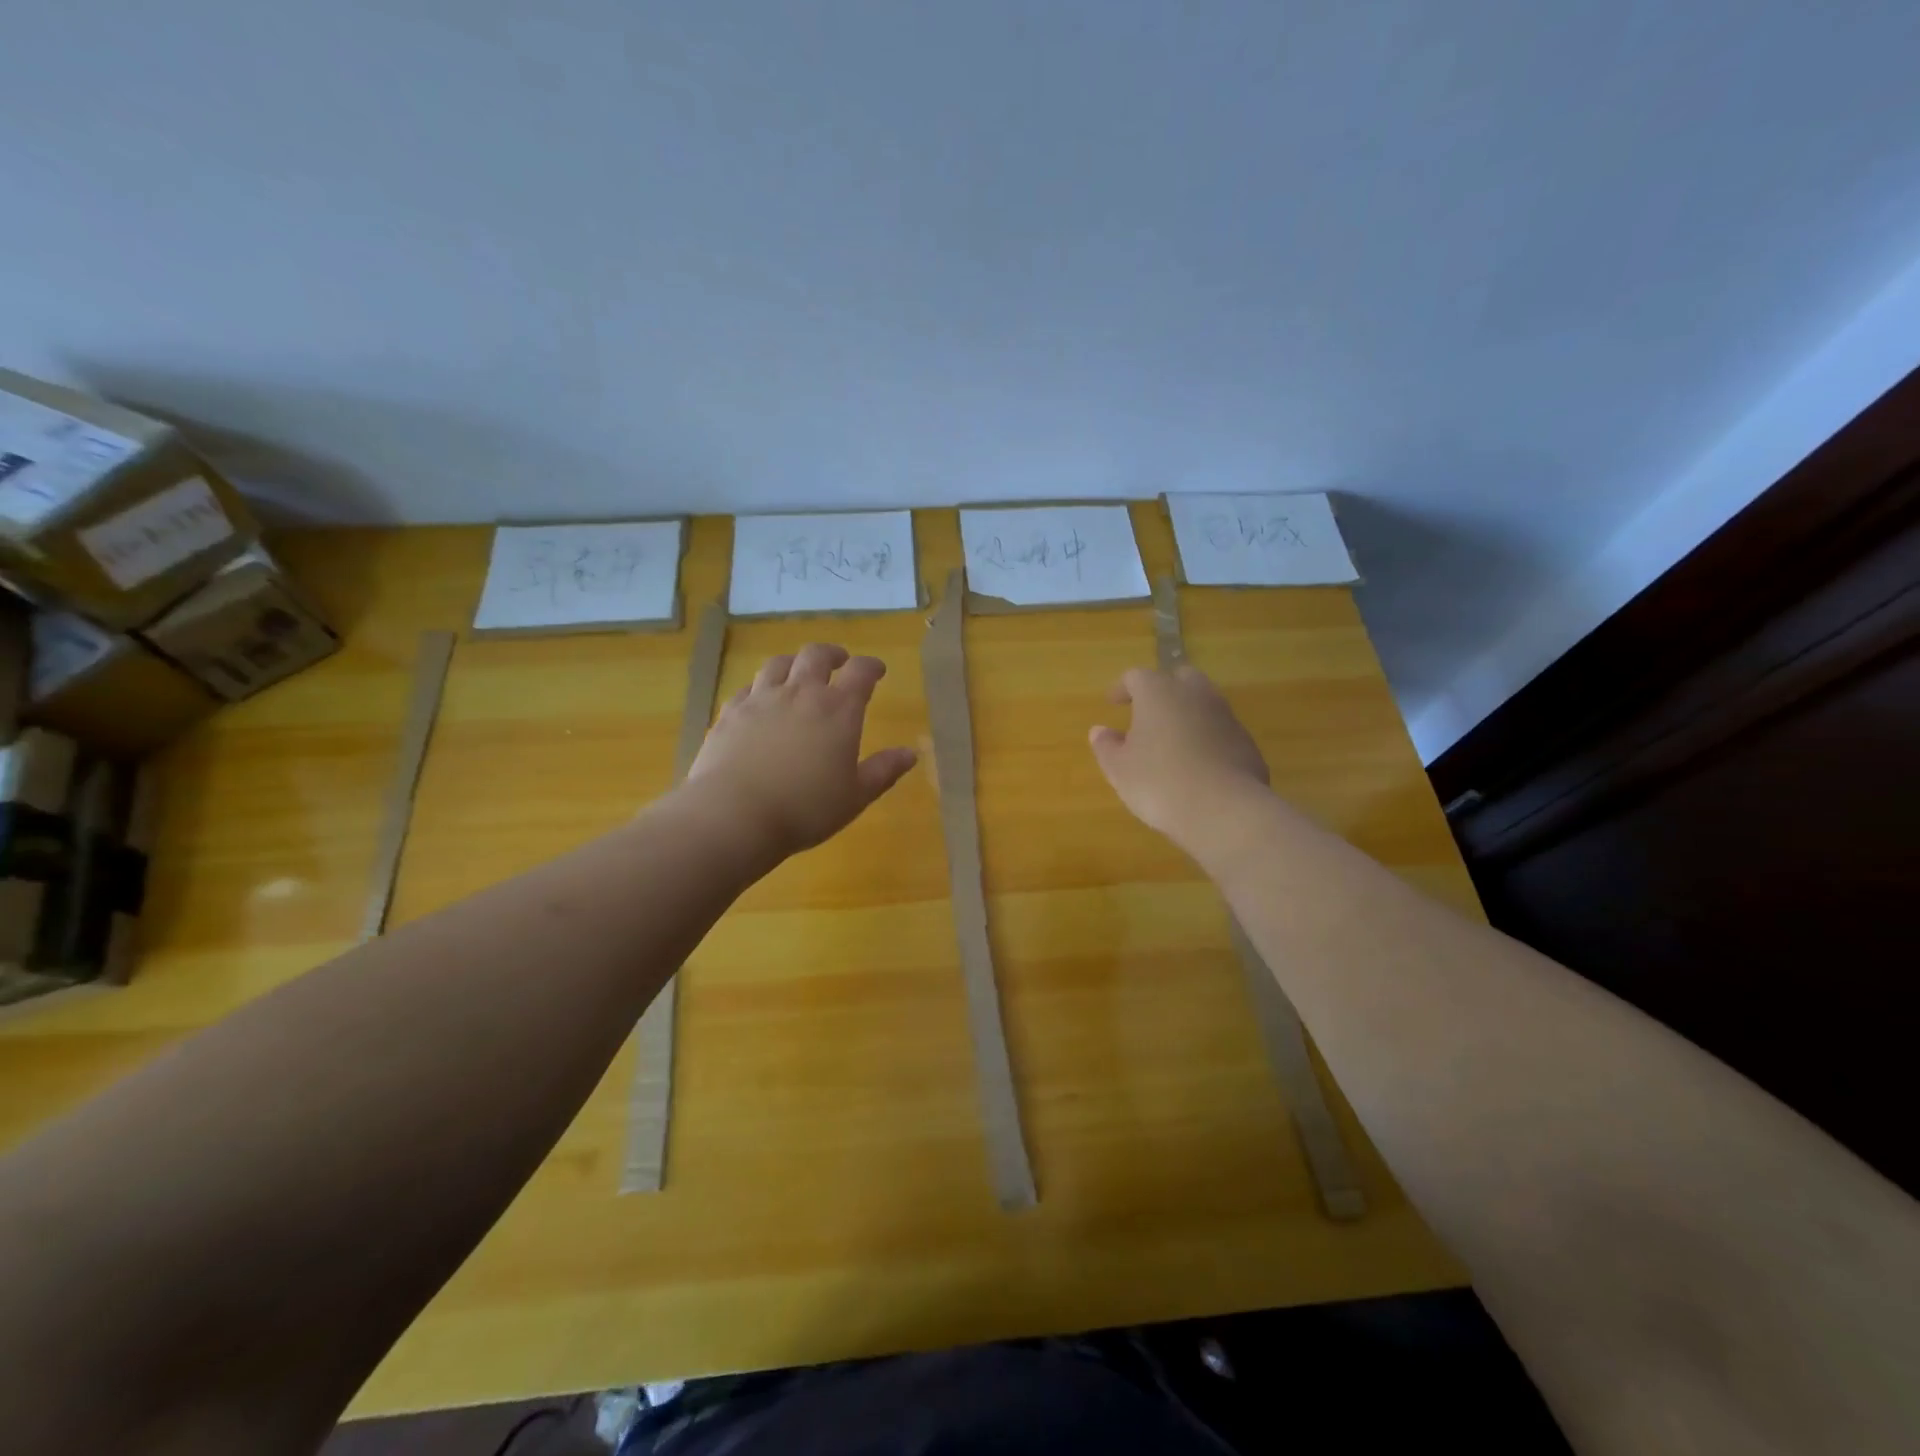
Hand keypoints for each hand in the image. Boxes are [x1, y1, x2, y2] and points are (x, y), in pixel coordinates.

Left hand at [686, 643, 917, 857]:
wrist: (735, 814)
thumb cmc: (806, 808)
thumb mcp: (855, 796)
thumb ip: (883, 771)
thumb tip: (910, 753)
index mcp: (838, 710)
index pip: (861, 672)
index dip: (871, 666)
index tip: (877, 671)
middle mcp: (800, 693)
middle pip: (816, 655)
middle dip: (832, 654)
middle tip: (838, 662)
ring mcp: (761, 699)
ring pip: (778, 664)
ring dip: (794, 663)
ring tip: (798, 673)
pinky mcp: (731, 713)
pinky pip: (748, 688)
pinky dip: (760, 687)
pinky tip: (760, 700)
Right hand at [1089, 664, 1269, 853]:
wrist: (1225, 810)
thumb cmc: (1159, 783)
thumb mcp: (1119, 769)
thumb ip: (1106, 746)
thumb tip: (1100, 731)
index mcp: (1159, 693)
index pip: (1137, 677)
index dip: (1123, 688)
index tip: (1113, 703)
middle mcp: (1195, 695)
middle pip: (1178, 678)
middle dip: (1163, 691)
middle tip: (1148, 714)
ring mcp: (1226, 716)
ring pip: (1204, 703)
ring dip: (1187, 714)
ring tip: (1172, 740)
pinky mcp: (1246, 742)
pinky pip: (1221, 730)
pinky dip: (1207, 738)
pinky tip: (1198, 764)